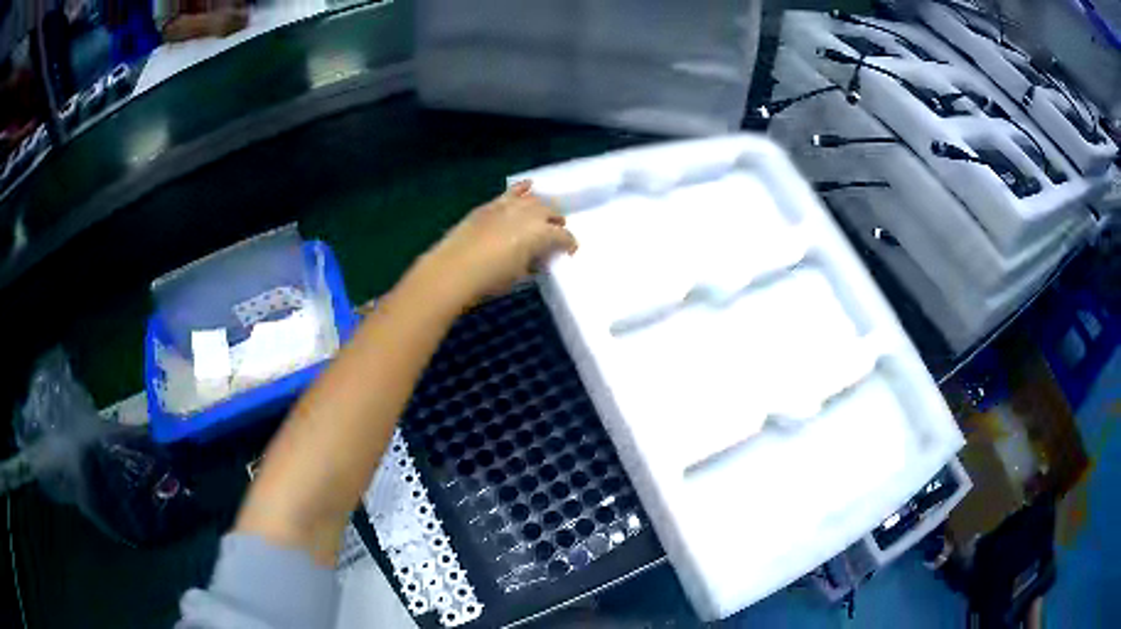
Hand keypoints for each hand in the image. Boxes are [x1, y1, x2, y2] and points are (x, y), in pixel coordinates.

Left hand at [413, 181, 577, 308]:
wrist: (454, 269)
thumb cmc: (491, 279)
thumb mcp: (520, 275)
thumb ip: (534, 262)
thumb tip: (537, 258)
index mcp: (542, 234)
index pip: (564, 236)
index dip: (570, 244)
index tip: (570, 252)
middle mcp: (530, 214)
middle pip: (552, 212)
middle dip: (557, 222)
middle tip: (556, 235)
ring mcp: (510, 206)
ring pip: (534, 200)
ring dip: (542, 207)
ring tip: (543, 216)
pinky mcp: (492, 205)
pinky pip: (512, 192)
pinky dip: (522, 189)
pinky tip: (529, 186)